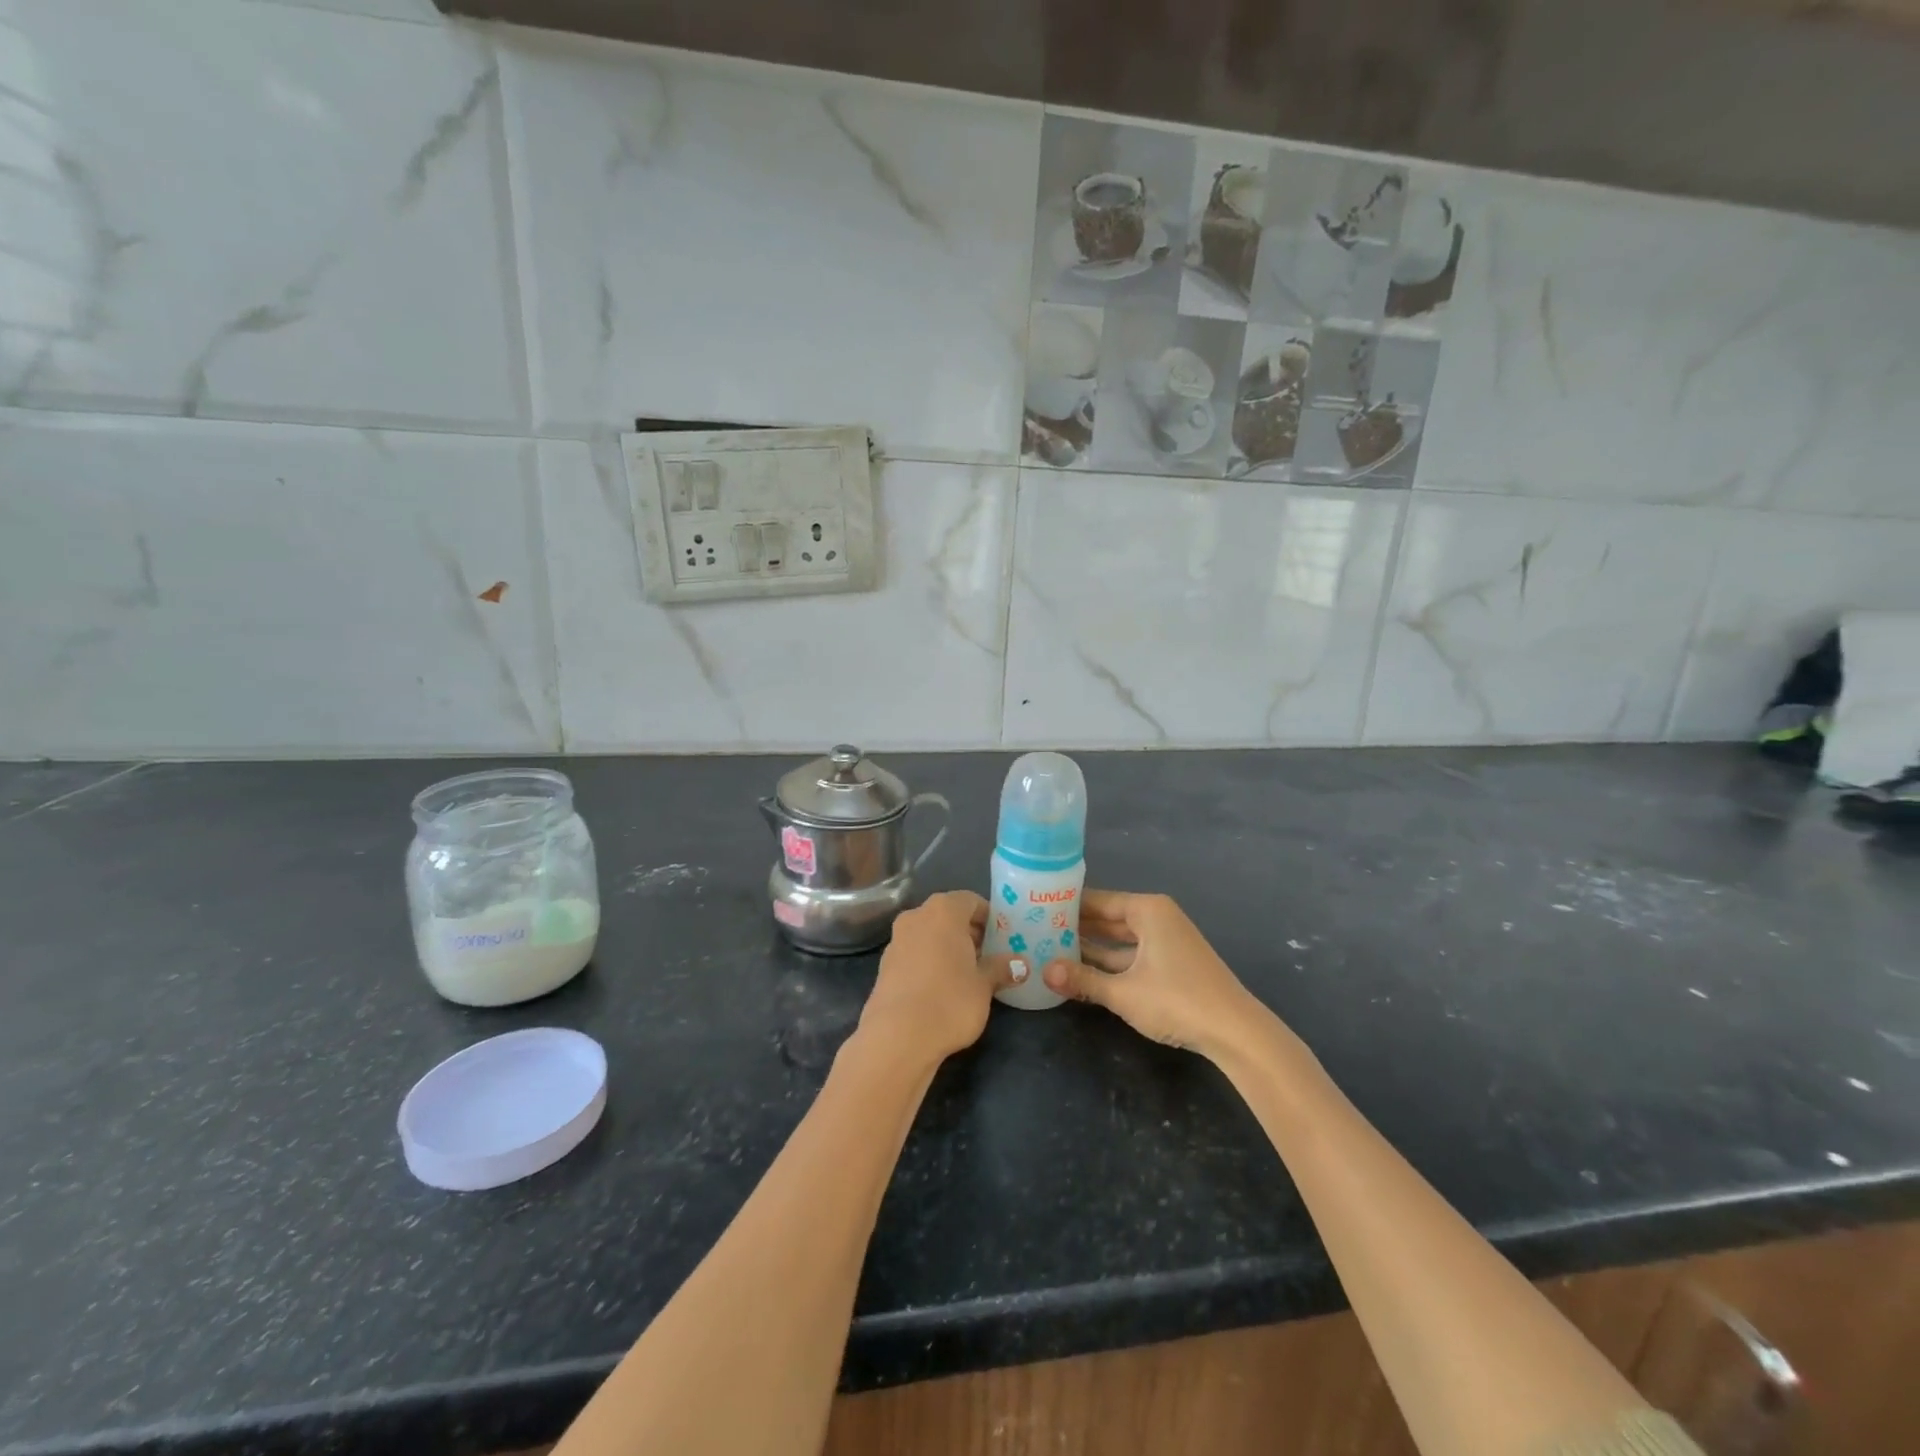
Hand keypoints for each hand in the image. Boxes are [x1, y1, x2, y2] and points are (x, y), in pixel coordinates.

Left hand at [859, 891, 1016, 1063]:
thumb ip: (1001, 968)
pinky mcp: (885, 965)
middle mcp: (916, 916)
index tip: (1003, 938)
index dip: (989, 917)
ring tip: (968, 974)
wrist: (897, 1037)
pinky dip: (930, 961)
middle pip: (948, 915)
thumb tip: (1020, 964)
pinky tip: (942, 988)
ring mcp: (896, 940)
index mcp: (943, 910)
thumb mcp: (984, 985)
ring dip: (948, 947)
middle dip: (969, 933)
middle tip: (989, 956)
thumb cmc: (950, 1000)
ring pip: (929, 934)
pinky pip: (915, 953)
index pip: (971, 901)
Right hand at [1041, 891, 1263, 1057]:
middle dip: (1076, 928)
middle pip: (1108, 918)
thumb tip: (1043, 972)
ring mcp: (1166, 942)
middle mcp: (1157, 918)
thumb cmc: (1176, 1000)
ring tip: (1051, 951)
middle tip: (1036, 931)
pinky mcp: (1171, 964)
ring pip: (1119, 940)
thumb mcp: (1123, 992)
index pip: (1097, 900)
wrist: (1235, 1032)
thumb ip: (1082, 979)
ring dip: (1090, 949)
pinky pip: (1131, 956)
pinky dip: (1109, 964)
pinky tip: (1083, 973)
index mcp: (1147, 910)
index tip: (1035, 908)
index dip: (1066, 906)